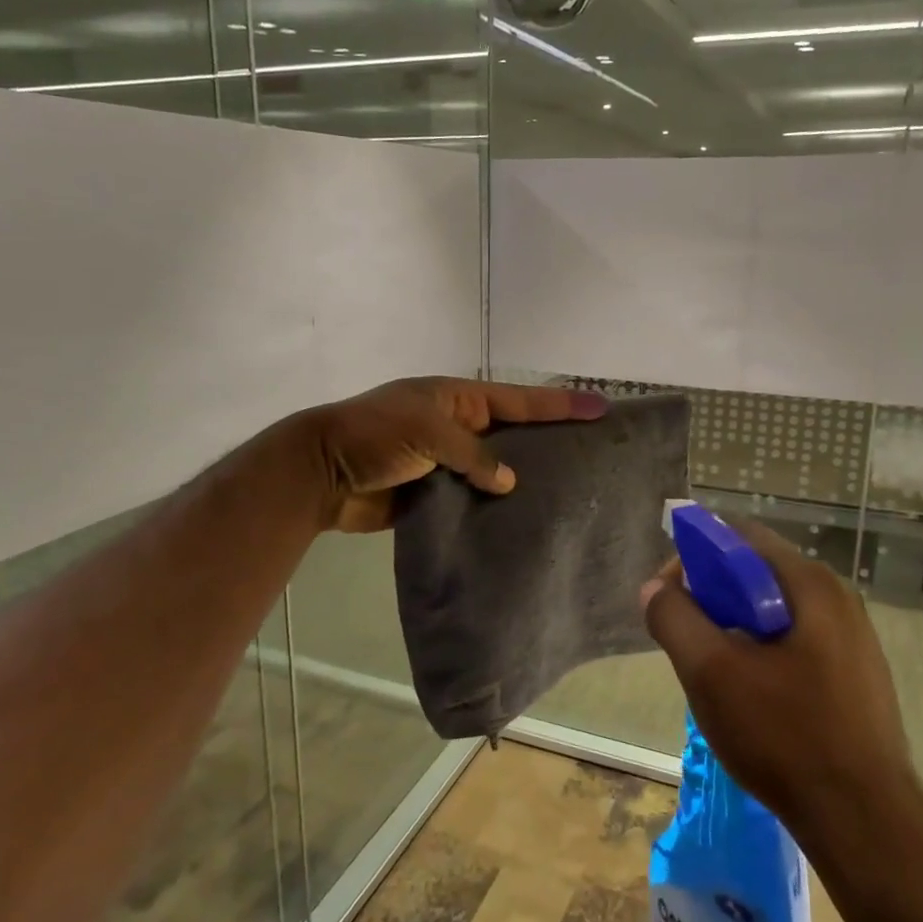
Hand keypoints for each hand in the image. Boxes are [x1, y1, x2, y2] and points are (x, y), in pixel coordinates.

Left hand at [299, 377, 606, 532]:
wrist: (321, 473)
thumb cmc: (375, 436)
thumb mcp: (427, 430)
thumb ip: (472, 454)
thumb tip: (509, 481)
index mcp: (458, 399)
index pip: (520, 400)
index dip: (560, 405)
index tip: (601, 407)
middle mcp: (458, 427)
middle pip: (514, 434)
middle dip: (551, 441)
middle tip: (595, 453)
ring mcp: (447, 462)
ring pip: (496, 470)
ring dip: (525, 479)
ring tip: (570, 493)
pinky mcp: (436, 495)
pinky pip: (474, 499)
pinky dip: (495, 508)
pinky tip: (524, 522)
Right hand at [641, 521, 915, 837]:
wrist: (864, 822)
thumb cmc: (785, 735)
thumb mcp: (711, 672)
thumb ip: (674, 619)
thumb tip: (654, 589)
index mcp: (810, 584)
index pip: (739, 538)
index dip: (694, 557)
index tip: (667, 596)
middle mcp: (839, 599)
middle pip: (758, 573)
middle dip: (713, 596)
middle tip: (686, 636)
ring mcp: (854, 639)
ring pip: (776, 611)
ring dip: (735, 627)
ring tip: (713, 669)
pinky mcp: (857, 676)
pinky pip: (797, 642)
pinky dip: (763, 651)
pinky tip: (751, 695)